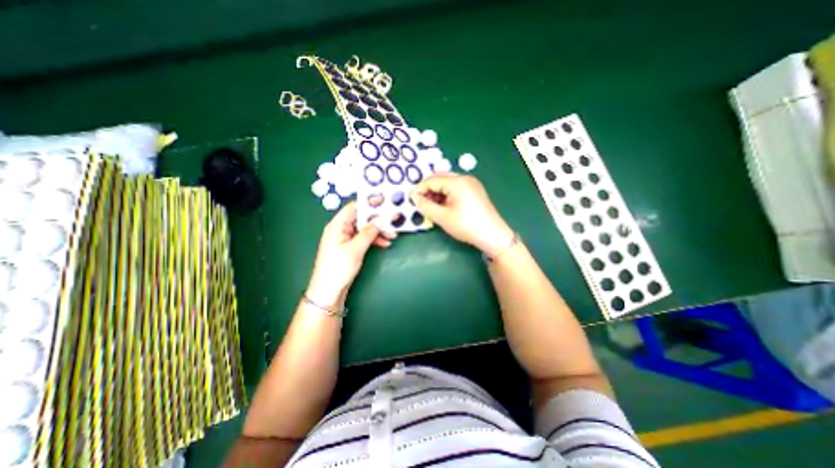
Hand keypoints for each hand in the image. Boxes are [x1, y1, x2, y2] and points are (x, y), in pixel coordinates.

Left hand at [308, 200, 395, 305]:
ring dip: (378, 231)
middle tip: (393, 220)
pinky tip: (385, 243)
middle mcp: (341, 229)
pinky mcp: (349, 247)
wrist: (329, 291)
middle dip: (377, 220)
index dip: (368, 203)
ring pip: (364, 229)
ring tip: (392, 235)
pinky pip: (364, 238)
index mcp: (337, 225)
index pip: (353, 207)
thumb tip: (380, 220)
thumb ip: (368, 233)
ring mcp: (345, 238)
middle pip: (361, 218)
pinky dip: (374, 240)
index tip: (384, 202)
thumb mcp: (356, 249)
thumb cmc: (339, 267)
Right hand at [409, 174, 516, 257]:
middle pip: (440, 178)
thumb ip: (426, 206)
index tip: (411, 199)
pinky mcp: (475, 191)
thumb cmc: (466, 225)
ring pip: (448, 183)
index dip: (420, 189)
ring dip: (437, 192)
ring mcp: (471, 184)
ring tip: (430, 205)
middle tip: (420, 202)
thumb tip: (416, 198)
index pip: (432, 180)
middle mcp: (465, 178)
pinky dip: (446, 194)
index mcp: (457, 182)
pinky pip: (456, 188)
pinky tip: (442, 205)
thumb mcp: (443, 217)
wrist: (492, 235)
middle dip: (428, 189)